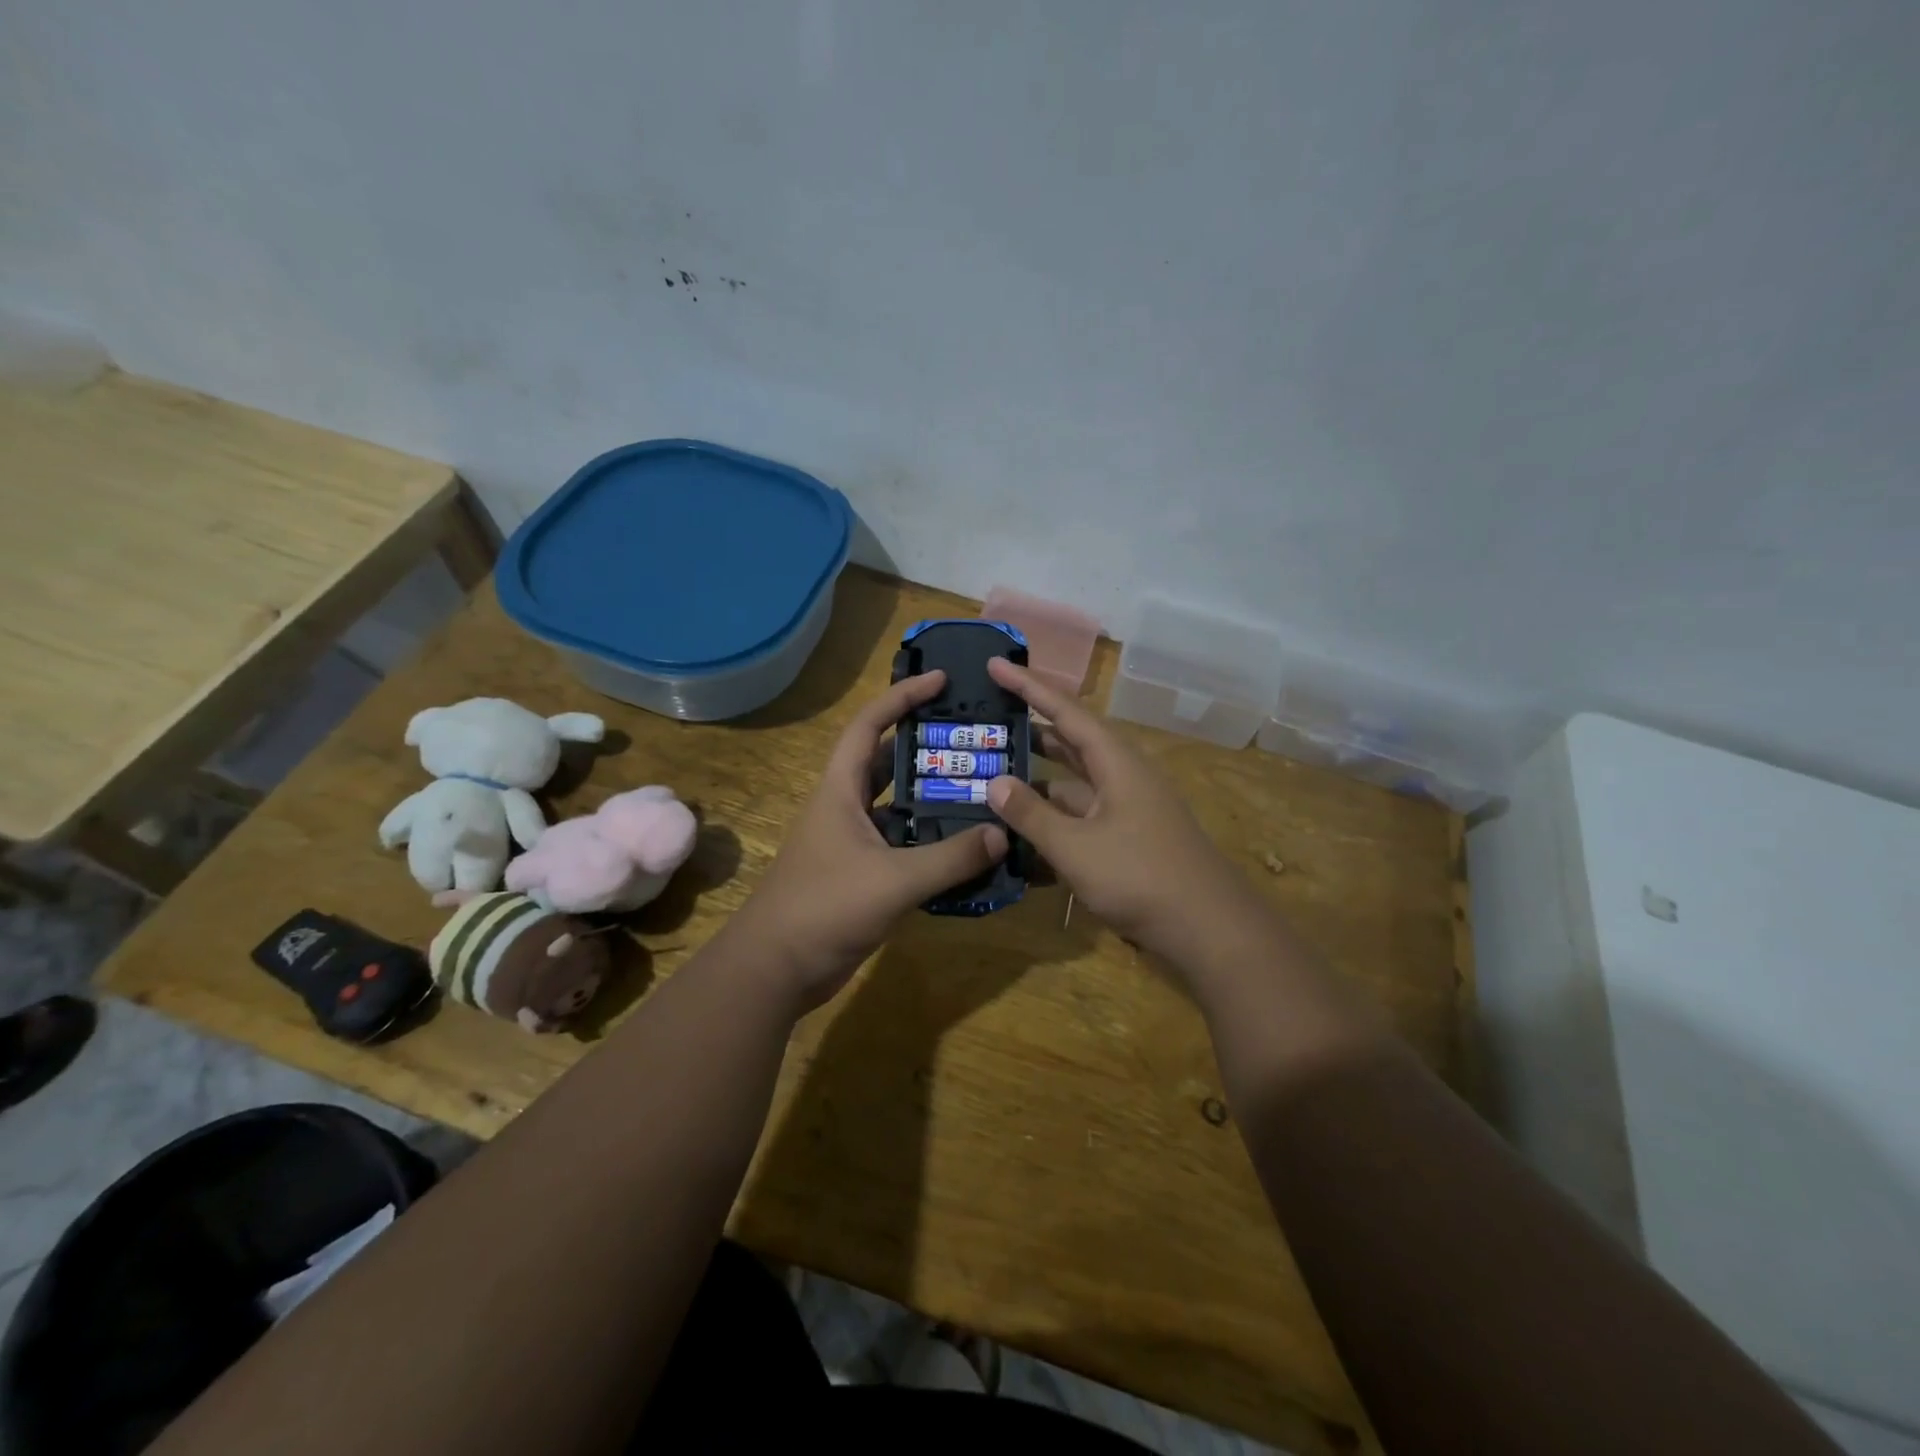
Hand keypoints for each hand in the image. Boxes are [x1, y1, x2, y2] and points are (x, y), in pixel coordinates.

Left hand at [728, 671, 1008, 1012]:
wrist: (776, 970)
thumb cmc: (824, 908)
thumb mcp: (893, 880)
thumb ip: (951, 857)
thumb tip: (1003, 835)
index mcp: (840, 791)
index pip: (869, 725)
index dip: (902, 697)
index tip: (941, 681)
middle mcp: (845, 808)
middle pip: (887, 762)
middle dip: (926, 746)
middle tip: (974, 738)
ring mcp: (852, 844)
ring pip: (899, 807)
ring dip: (933, 798)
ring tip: (982, 789)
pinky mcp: (861, 876)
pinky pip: (903, 846)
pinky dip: (932, 842)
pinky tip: (967, 848)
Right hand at [983, 658, 1256, 961]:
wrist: (1209, 931)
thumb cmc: (1141, 877)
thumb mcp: (1076, 847)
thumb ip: (1032, 814)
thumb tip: (994, 782)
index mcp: (1116, 762)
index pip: (1065, 712)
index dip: (1028, 687)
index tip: (994, 664)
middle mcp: (1122, 777)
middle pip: (1070, 743)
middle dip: (1030, 731)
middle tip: (986, 722)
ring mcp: (1126, 811)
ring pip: (1072, 784)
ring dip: (1036, 782)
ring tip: (991, 777)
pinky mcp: (1126, 841)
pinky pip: (1080, 819)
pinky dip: (1052, 822)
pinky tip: (1019, 838)